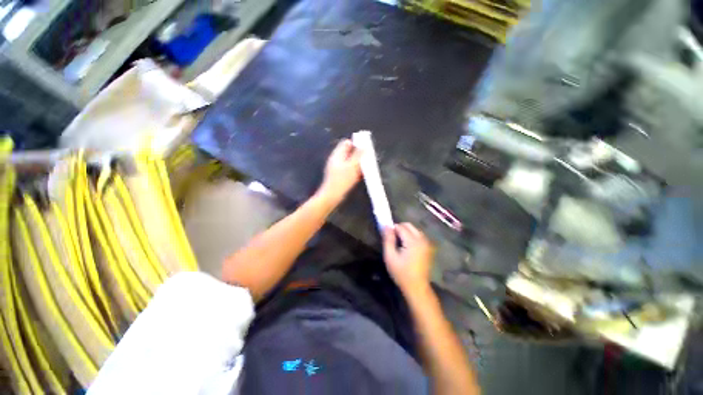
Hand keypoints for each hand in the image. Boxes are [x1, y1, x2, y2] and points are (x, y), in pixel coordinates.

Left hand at [317, 139, 361, 205]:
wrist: (332, 196)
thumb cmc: (341, 180)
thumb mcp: (352, 166)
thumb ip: (358, 155)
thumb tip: (364, 145)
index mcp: (337, 155)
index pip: (347, 143)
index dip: (356, 143)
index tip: (365, 147)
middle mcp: (336, 160)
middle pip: (349, 152)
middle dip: (359, 155)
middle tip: (367, 159)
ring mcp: (337, 168)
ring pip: (350, 162)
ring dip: (358, 164)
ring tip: (365, 168)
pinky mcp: (339, 176)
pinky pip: (349, 170)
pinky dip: (355, 171)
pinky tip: (360, 176)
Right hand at [383, 223, 433, 292]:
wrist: (417, 287)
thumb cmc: (401, 273)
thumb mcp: (390, 256)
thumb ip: (388, 239)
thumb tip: (386, 225)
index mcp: (413, 241)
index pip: (401, 227)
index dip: (392, 229)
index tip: (387, 237)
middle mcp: (422, 239)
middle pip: (409, 225)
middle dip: (399, 228)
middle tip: (393, 240)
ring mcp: (427, 243)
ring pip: (414, 229)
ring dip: (406, 232)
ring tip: (399, 244)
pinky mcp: (429, 247)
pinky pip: (419, 235)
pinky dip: (412, 236)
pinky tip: (407, 247)